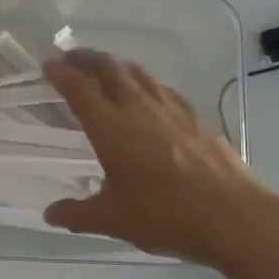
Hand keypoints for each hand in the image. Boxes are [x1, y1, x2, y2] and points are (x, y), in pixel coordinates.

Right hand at [42, 50, 278, 263]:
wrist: (231, 214)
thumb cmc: (164, 214)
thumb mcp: (113, 220)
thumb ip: (78, 213)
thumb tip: (50, 214)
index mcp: (110, 126)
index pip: (78, 88)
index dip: (60, 73)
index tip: (48, 65)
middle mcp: (137, 107)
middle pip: (108, 68)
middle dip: (85, 58)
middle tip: (70, 58)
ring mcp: (170, 108)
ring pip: (138, 73)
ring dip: (116, 65)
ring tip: (106, 69)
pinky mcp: (195, 116)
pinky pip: (162, 88)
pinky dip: (146, 83)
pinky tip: (150, 95)